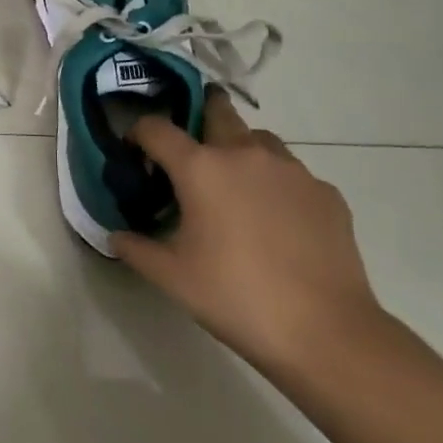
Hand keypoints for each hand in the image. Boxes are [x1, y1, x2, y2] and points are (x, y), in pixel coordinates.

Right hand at [113, 91, 381, 373]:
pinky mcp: (325, 192)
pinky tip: (277, 220)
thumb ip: (136, 248)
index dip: (138, 133)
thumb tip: (116, 236)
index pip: (156, 128)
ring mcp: (291, 170)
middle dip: (199, 115)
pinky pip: (292, 174)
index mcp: (201, 168)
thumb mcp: (172, 278)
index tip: (135, 152)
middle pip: (217, 109)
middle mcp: (245, 153)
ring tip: (236, 186)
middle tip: (190, 150)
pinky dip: (277, 184)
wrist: (326, 333)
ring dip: (240, 149)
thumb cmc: (236, 298)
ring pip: (258, 139)